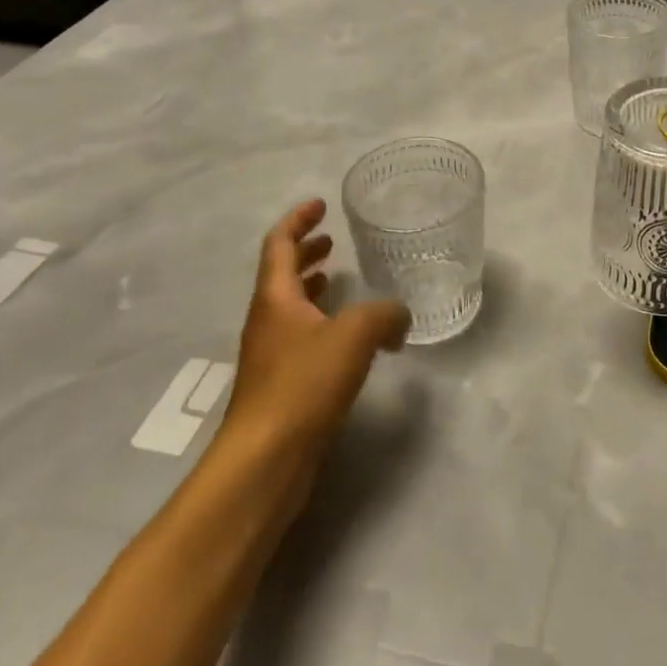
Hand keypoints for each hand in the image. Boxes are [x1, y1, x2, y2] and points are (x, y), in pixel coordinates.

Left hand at [211, 199, 410, 518]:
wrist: (265, 461)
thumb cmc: (303, 385)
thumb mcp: (354, 336)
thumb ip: (384, 315)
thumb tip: (401, 316)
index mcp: (275, 298)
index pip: (279, 244)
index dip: (298, 220)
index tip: (319, 204)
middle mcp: (268, 321)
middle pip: (282, 274)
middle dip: (306, 252)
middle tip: (332, 241)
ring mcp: (272, 355)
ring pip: (292, 308)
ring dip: (313, 288)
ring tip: (340, 279)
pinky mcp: (282, 386)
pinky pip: (302, 338)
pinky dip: (323, 323)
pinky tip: (350, 338)